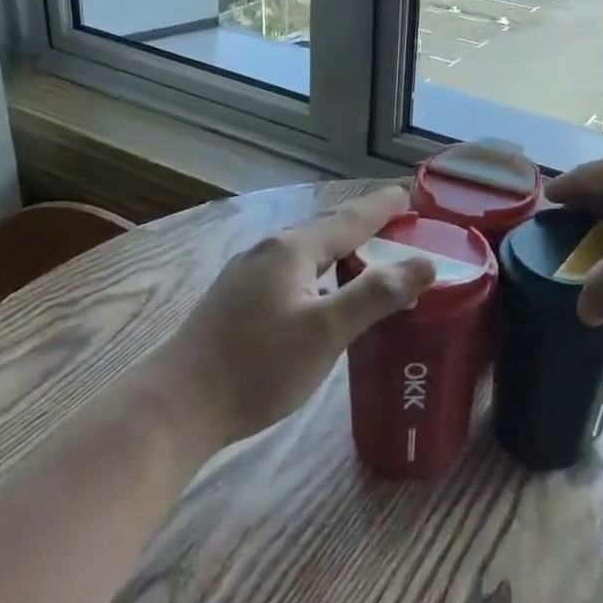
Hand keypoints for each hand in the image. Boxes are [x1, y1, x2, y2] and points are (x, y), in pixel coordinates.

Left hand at [155, 188, 434, 447]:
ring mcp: (246, 275)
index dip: (381, 208)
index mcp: (292, 249)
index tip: (407, 195)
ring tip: (368, 258)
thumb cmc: (258, 365)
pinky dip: (320, 271)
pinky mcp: (235, 300)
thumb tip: (425, 263)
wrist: (176, 406)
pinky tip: (322, 293)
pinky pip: (291, 271)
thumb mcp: (326, 331)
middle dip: (363, 226)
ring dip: (341, 250)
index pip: (349, 219)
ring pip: (306, 252)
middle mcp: (268, 251)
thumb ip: (377, 295)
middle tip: (398, 228)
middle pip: (326, 230)